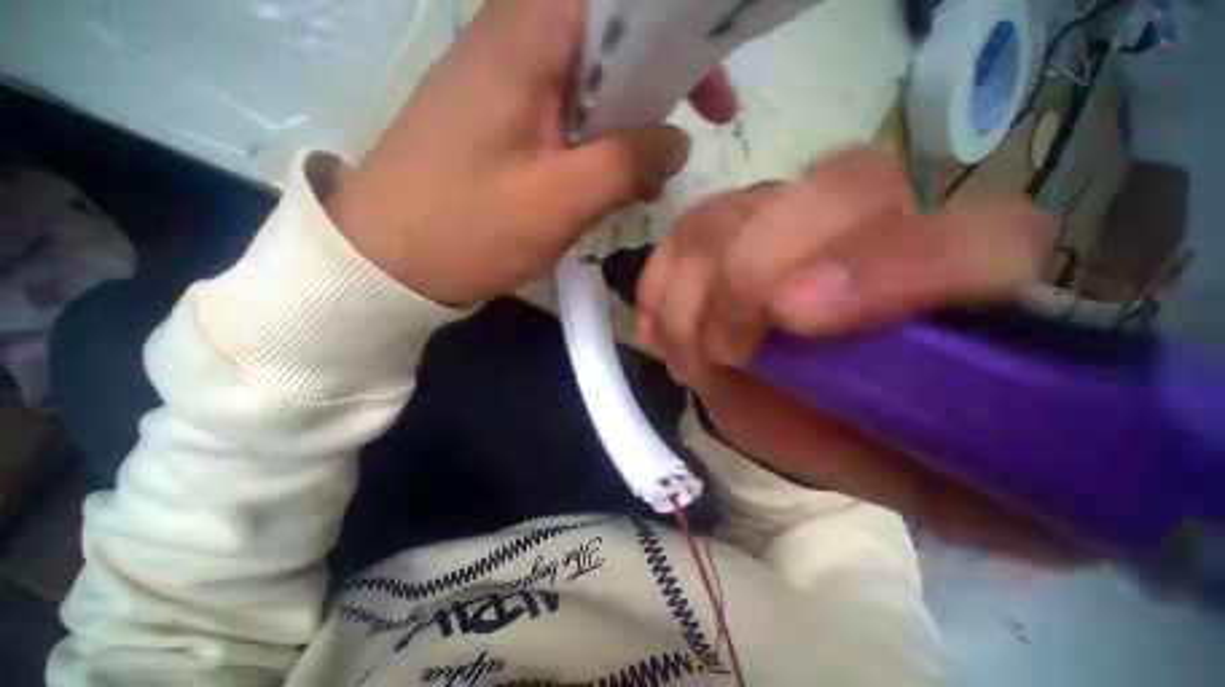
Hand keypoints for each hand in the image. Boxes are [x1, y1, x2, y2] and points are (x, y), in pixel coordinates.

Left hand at [326, 0, 737, 305]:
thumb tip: (677, 143)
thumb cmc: (466, 229)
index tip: (711, 95)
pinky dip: (598, 146)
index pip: (621, 3)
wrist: (388, 261)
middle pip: (610, 40)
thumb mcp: (558, 200)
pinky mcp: (500, 121)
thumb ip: (627, 163)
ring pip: (591, 84)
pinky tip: (610, 186)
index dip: (679, 35)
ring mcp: (504, 82)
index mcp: (523, 37)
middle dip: (660, 86)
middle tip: (688, 136)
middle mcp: (513, 40)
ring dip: (628, 126)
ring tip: (649, 177)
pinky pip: (566, 117)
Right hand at [638, 148, 1070, 558]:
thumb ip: (993, 492)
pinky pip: (681, 234)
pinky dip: (659, 283)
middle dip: (755, 270)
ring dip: (695, 294)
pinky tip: (658, 330)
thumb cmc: (864, 435)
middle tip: (727, 347)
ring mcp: (787, 217)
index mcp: (957, 287)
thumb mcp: (925, 477)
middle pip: (834, 187)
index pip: (974, 238)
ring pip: (734, 212)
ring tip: (695, 357)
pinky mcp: (725, 232)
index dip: (889, 266)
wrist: (798, 398)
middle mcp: (874, 226)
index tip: (798, 321)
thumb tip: (1070, 538)